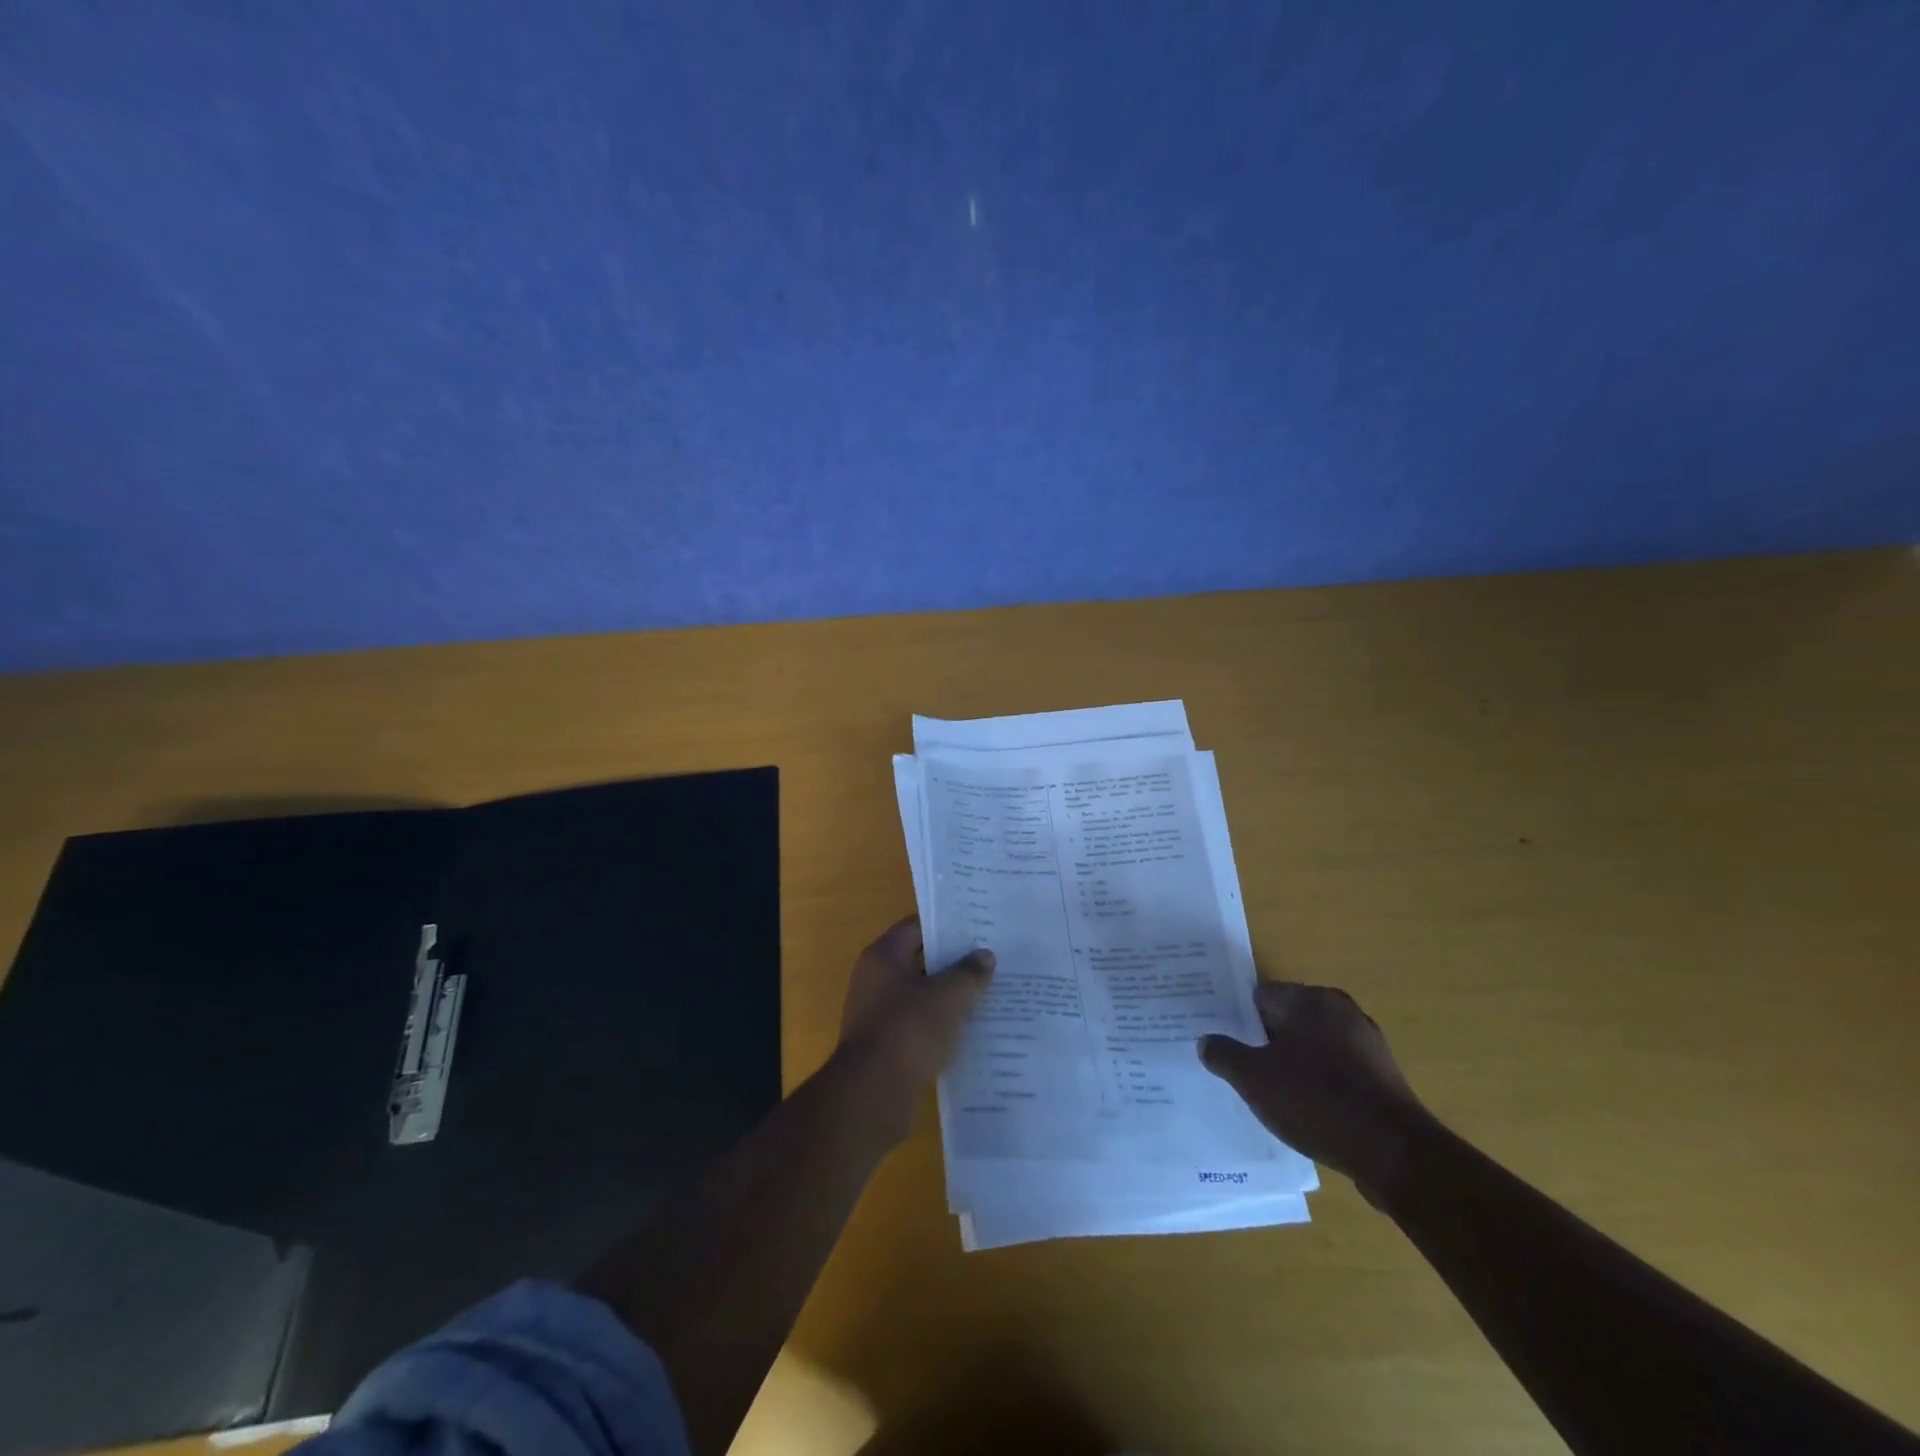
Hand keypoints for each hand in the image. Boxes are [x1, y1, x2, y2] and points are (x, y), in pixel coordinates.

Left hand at [836, 917, 994, 1128]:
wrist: (872, 1094)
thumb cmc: (908, 1031)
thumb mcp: (947, 997)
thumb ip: (968, 973)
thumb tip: (985, 955)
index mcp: (883, 956)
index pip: (916, 927)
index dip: (947, 927)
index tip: (978, 930)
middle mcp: (874, 979)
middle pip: (919, 961)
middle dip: (952, 963)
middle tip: (989, 961)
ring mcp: (876, 1013)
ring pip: (920, 995)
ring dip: (947, 997)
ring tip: (986, 996)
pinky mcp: (884, 1045)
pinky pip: (916, 1025)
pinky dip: (939, 1025)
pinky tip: (968, 1032)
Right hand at [1198, 981, 1432, 1200]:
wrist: (1395, 1155)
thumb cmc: (1316, 1101)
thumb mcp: (1253, 1079)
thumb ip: (1224, 1054)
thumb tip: (1206, 1041)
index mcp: (1310, 999)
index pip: (1259, 996)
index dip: (1236, 1018)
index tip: (1221, 1040)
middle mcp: (1341, 1011)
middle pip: (1286, 1020)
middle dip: (1263, 1041)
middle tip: (1238, 1067)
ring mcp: (1367, 1045)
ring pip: (1312, 1047)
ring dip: (1291, 1064)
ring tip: (1267, 1093)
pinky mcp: (1383, 1078)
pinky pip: (1336, 1071)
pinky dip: (1318, 1084)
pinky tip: (1304, 1111)